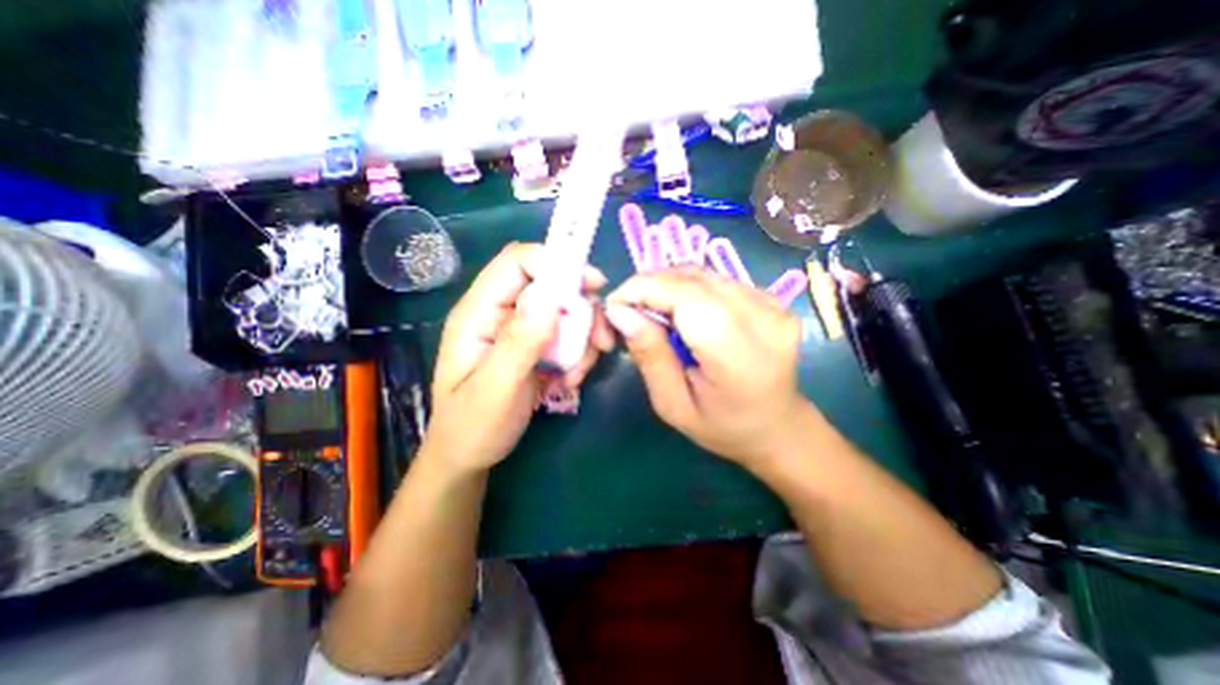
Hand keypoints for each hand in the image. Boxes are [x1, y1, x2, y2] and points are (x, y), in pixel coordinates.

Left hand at [427, 243, 615, 472]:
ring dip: (583, 336)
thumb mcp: (494, 390)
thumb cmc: (472, 427)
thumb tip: (549, 298)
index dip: (556, 263)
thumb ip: (518, 344)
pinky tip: (571, 379)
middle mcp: (501, 313)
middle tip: (601, 340)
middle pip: (550, 284)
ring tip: (577, 373)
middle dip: (581, 308)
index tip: (592, 285)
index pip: (517, 262)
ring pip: (565, 310)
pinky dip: (580, 352)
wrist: (468, 456)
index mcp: (479, 313)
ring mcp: (520, 329)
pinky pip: (568, 334)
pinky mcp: (536, 346)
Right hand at [608, 267, 811, 470]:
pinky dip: (689, 288)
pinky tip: (682, 312)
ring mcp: (773, 305)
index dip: (643, 289)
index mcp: (739, 356)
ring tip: (653, 312)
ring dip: (668, 285)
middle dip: (650, 285)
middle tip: (629, 310)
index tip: (615, 305)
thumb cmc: (721, 426)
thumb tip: (621, 312)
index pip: (686, 297)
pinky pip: (717, 280)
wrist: (776, 425)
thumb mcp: (672, 404)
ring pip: (704, 274)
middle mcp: (763, 320)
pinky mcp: (773, 299)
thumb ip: (649, 355)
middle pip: (694, 279)